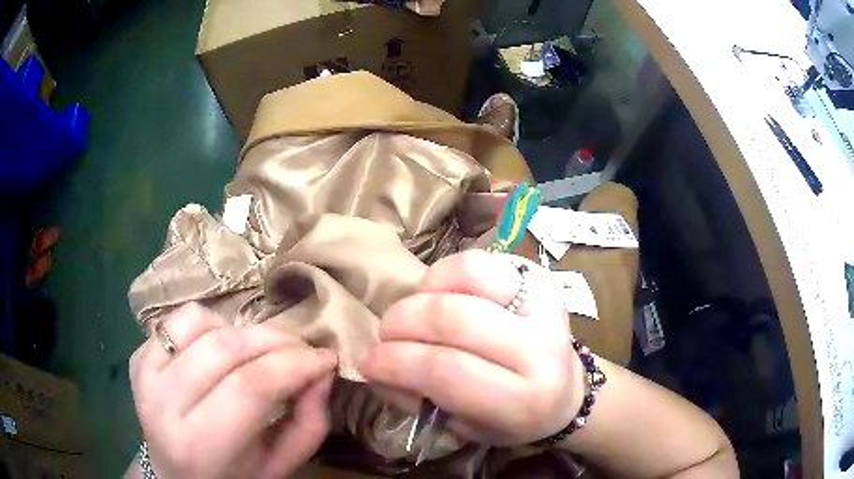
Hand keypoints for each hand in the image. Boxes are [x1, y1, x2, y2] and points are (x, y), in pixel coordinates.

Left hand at [129, 303, 336, 478]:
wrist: (175, 471)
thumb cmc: (233, 475)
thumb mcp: (281, 464)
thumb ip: (309, 422)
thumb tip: (323, 369)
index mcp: (200, 445)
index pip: (250, 387)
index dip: (294, 364)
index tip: (325, 357)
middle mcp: (163, 404)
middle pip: (225, 348)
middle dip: (276, 340)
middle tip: (303, 350)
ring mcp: (145, 373)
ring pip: (201, 323)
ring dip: (244, 332)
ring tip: (261, 352)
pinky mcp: (139, 355)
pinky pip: (180, 318)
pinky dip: (212, 324)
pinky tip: (222, 349)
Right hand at [360, 250, 583, 445]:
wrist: (568, 393)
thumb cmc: (511, 419)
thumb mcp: (462, 427)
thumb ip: (416, 397)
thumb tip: (374, 363)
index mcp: (522, 399)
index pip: (446, 370)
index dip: (396, 362)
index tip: (368, 363)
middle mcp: (540, 348)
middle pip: (453, 318)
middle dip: (401, 323)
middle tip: (385, 336)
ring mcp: (544, 305)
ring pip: (467, 276)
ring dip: (422, 294)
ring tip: (412, 314)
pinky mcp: (541, 278)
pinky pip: (480, 261)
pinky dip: (445, 274)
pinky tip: (437, 294)